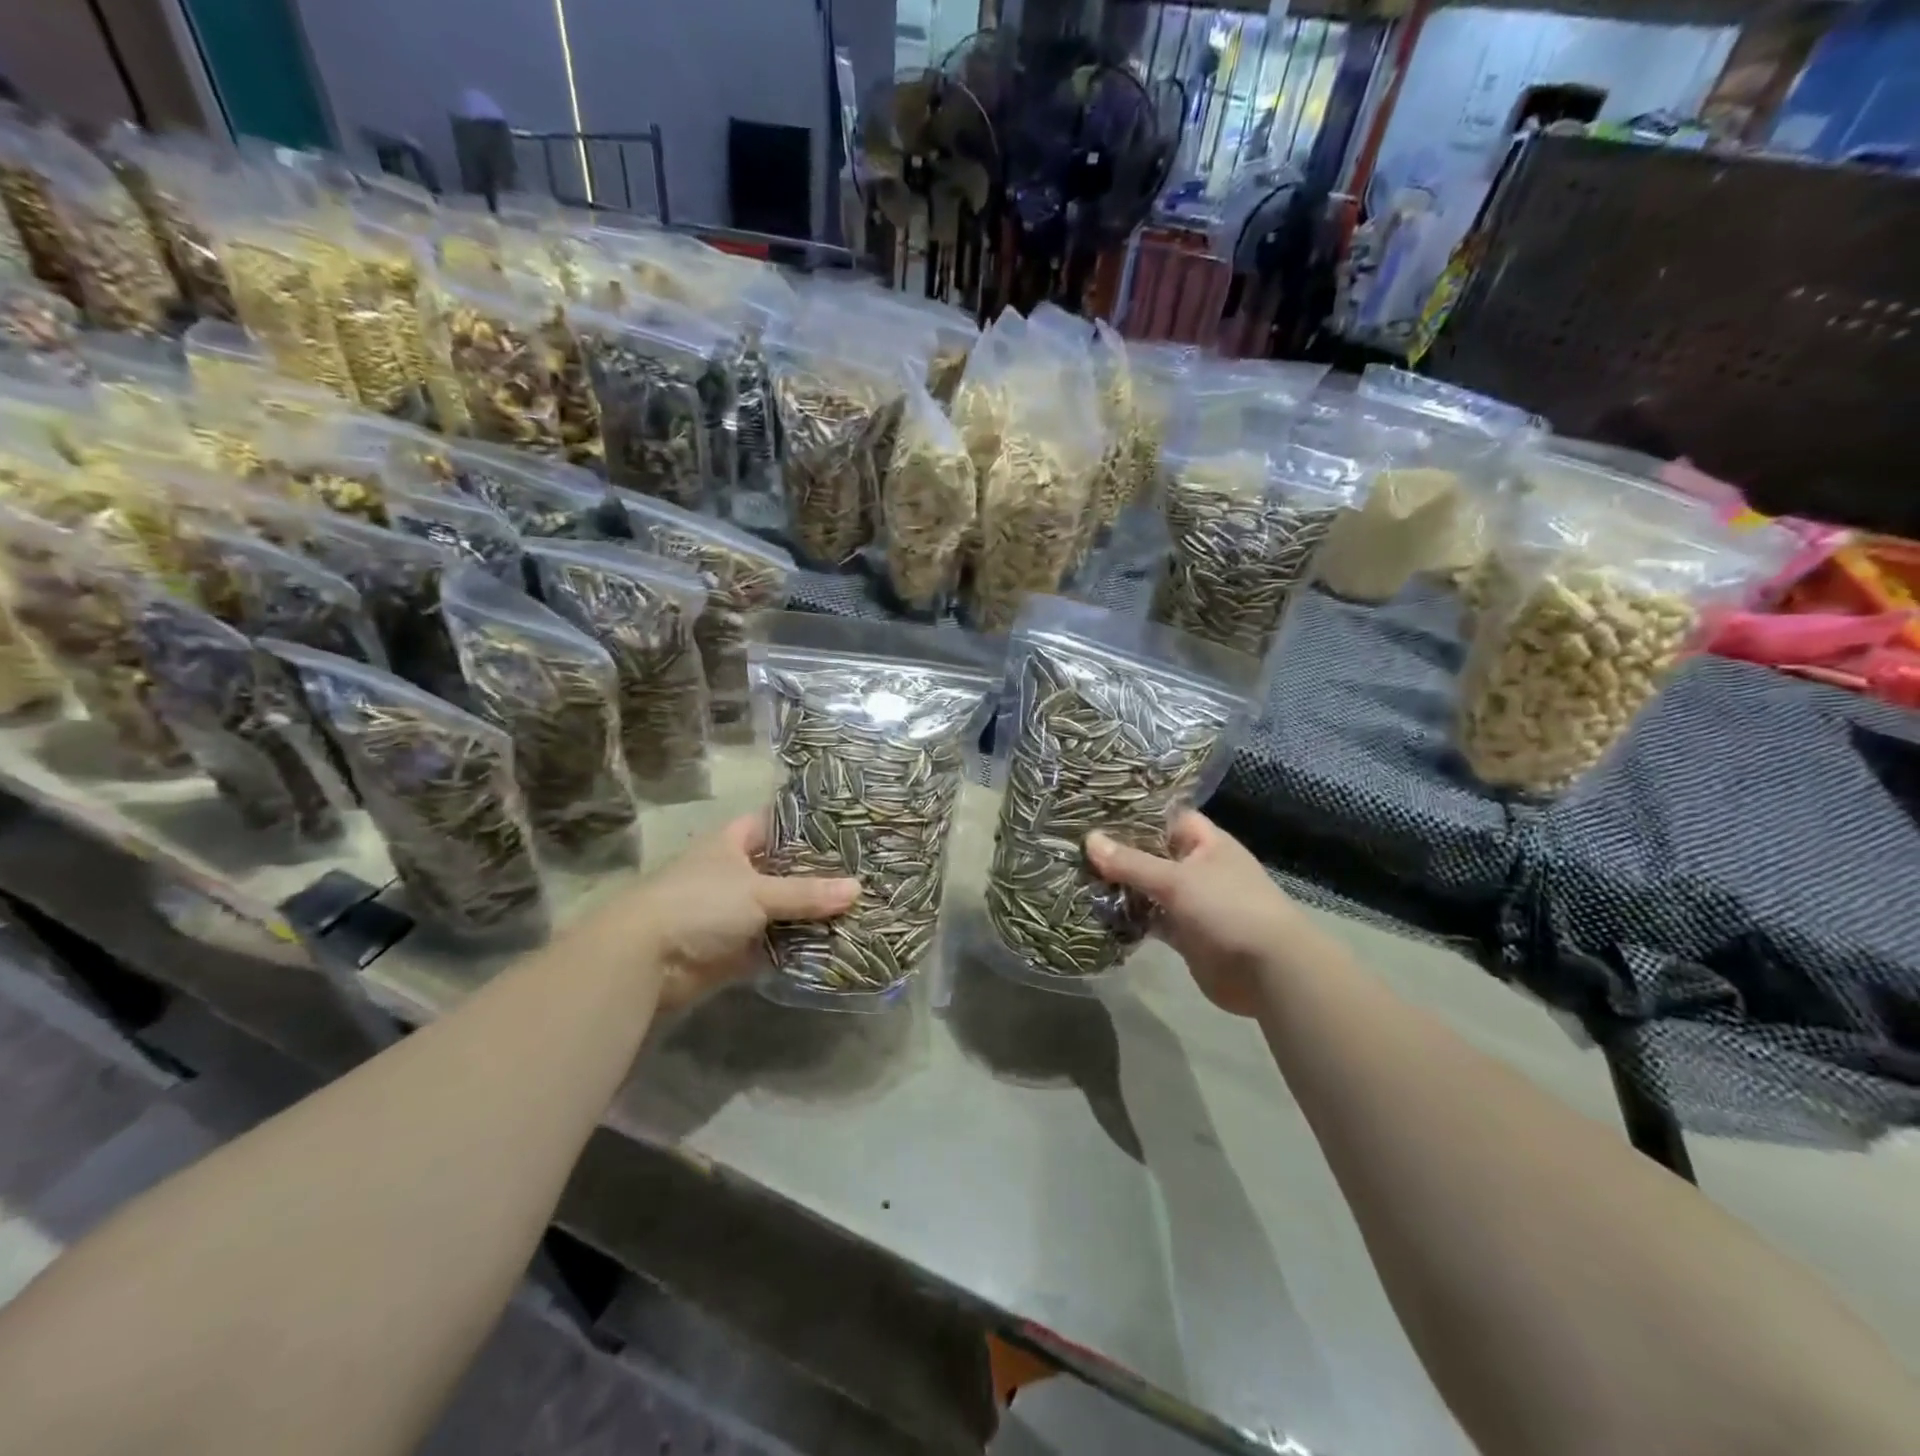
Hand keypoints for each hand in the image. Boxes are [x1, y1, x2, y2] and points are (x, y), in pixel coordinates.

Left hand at [610, 813, 857, 1013]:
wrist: (646, 960)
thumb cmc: (700, 904)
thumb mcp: (758, 892)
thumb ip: (807, 893)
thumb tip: (857, 889)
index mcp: (732, 843)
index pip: (776, 823)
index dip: (807, 824)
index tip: (847, 827)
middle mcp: (734, 873)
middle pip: (784, 869)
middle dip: (818, 874)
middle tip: (865, 872)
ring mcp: (734, 913)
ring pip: (782, 909)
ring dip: (811, 914)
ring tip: (860, 908)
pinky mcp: (734, 949)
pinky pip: (775, 944)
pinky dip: (798, 947)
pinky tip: (836, 945)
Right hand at [1086, 812, 1300, 1017]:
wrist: (1270, 972)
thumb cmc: (1229, 909)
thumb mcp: (1177, 880)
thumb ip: (1131, 862)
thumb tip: (1089, 840)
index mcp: (1205, 842)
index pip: (1165, 817)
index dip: (1133, 814)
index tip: (1094, 812)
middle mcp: (1198, 867)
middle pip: (1152, 853)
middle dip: (1119, 853)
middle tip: (1074, 846)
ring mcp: (1192, 902)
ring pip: (1149, 888)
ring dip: (1121, 887)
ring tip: (1076, 876)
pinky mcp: (1185, 933)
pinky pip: (1151, 919)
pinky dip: (1130, 918)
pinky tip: (1098, 913)